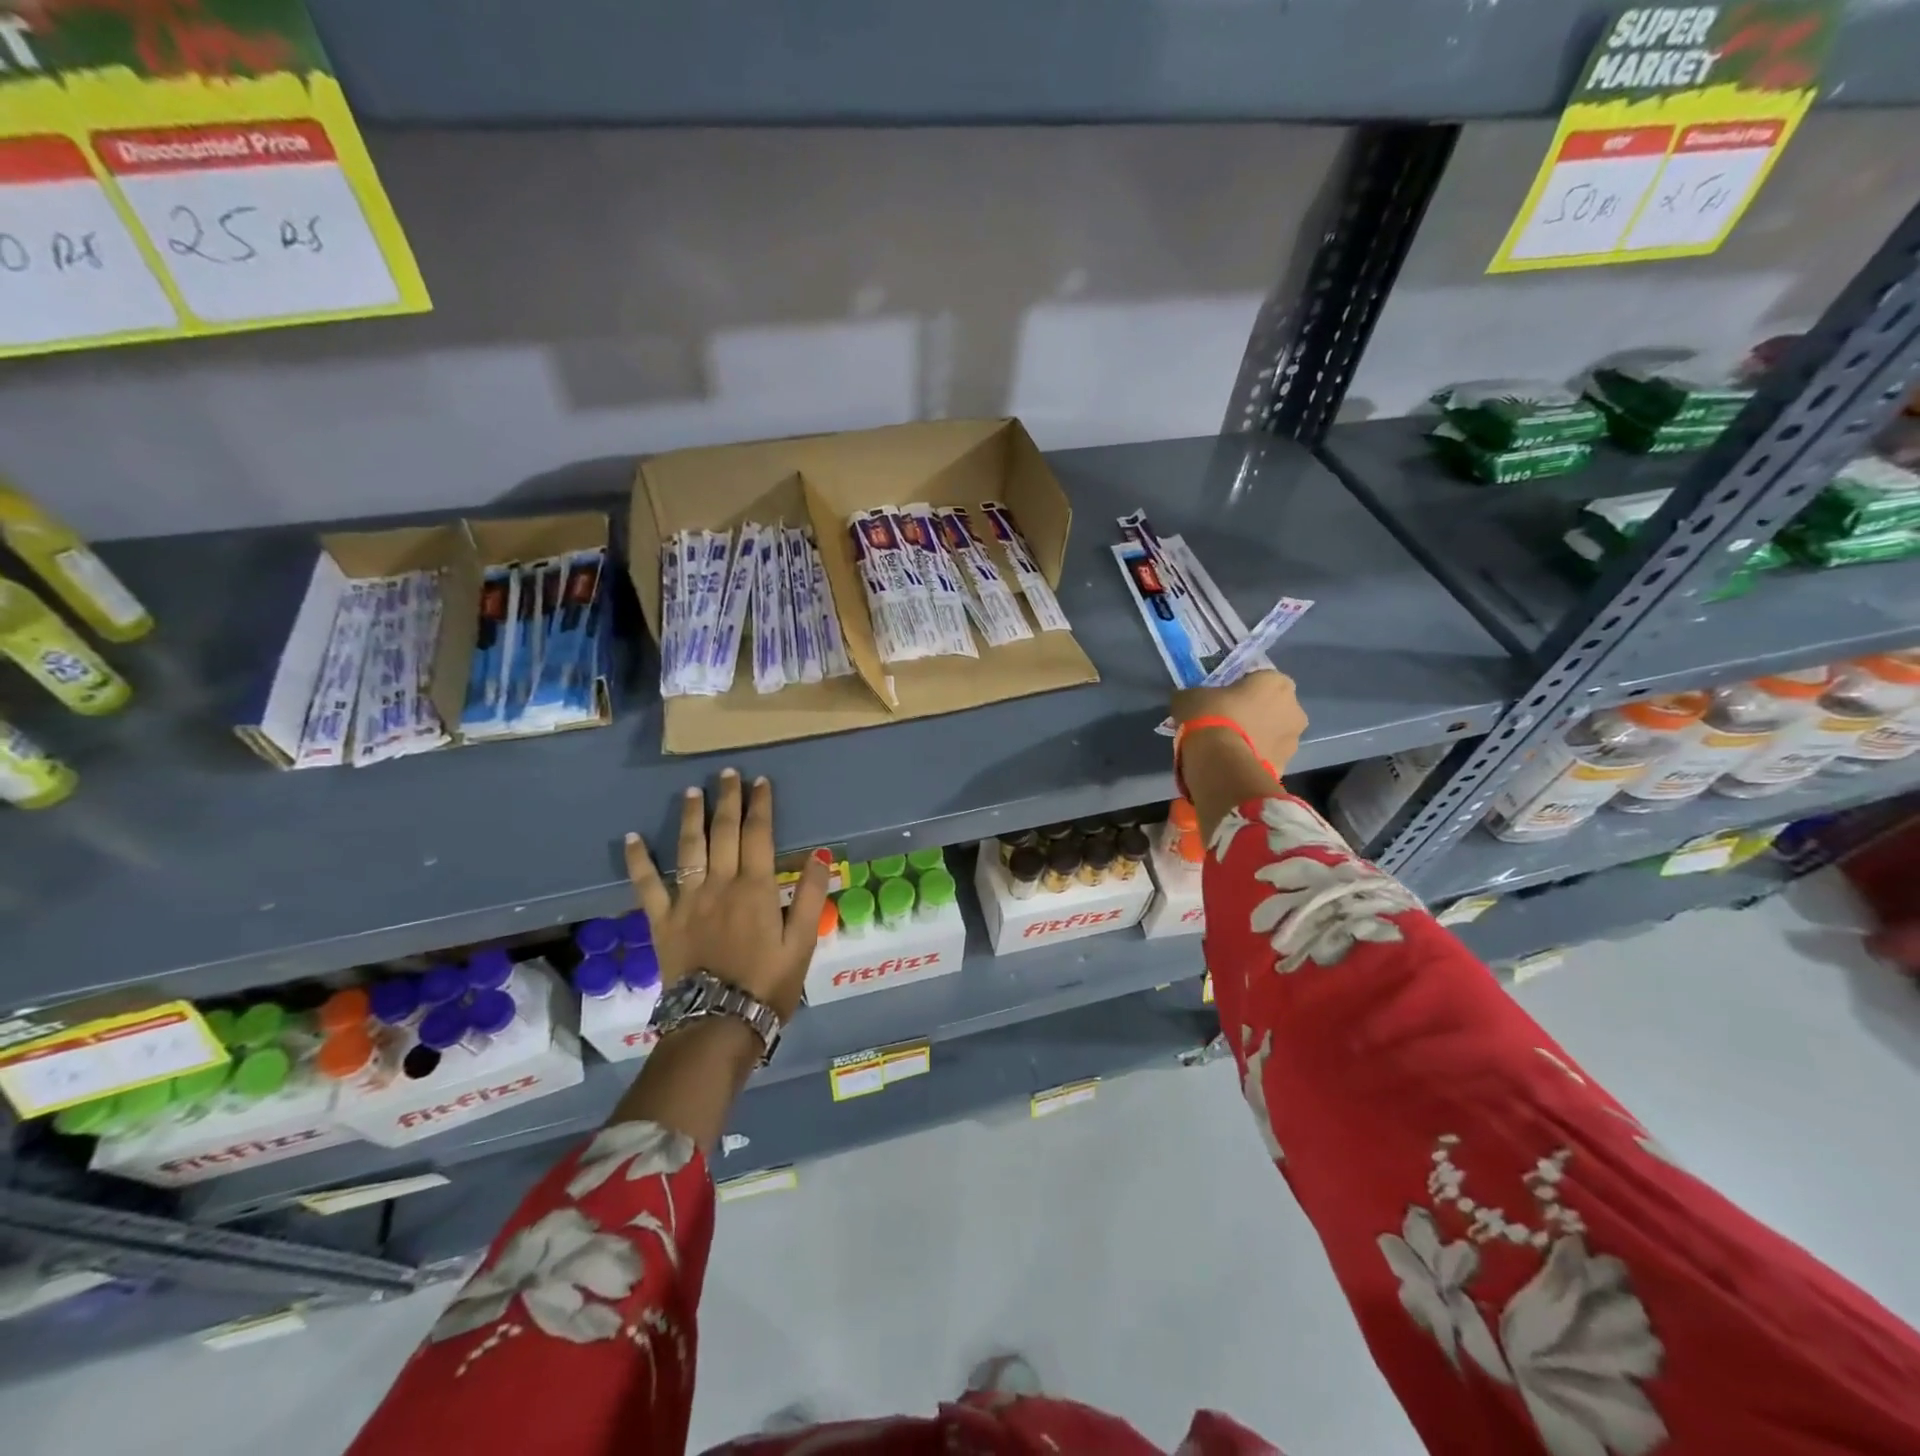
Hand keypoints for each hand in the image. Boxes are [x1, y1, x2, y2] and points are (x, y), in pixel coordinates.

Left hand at [623, 768, 830, 1020]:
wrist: (718, 1023)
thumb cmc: (768, 984)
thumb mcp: (803, 943)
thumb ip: (811, 896)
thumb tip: (820, 854)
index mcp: (757, 888)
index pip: (760, 834)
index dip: (760, 805)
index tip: (760, 781)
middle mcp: (721, 884)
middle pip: (724, 832)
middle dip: (728, 799)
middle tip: (727, 774)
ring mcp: (688, 900)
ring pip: (689, 848)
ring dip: (691, 816)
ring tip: (692, 791)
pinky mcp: (662, 921)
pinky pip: (647, 885)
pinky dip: (638, 860)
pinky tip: (632, 838)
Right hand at [1170, 669, 1307, 776]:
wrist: (1221, 762)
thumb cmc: (1211, 716)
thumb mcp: (1190, 696)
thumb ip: (1194, 695)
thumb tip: (1188, 699)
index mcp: (1276, 682)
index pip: (1260, 679)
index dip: (1241, 689)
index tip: (1223, 699)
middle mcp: (1294, 708)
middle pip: (1273, 707)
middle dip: (1255, 713)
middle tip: (1228, 722)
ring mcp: (1294, 740)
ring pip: (1273, 733)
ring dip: (1257, 737)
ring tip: (1230, 747)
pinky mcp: (1286, 765)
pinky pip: (1268, 756)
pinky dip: (1255, 758)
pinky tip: (1234, 762)